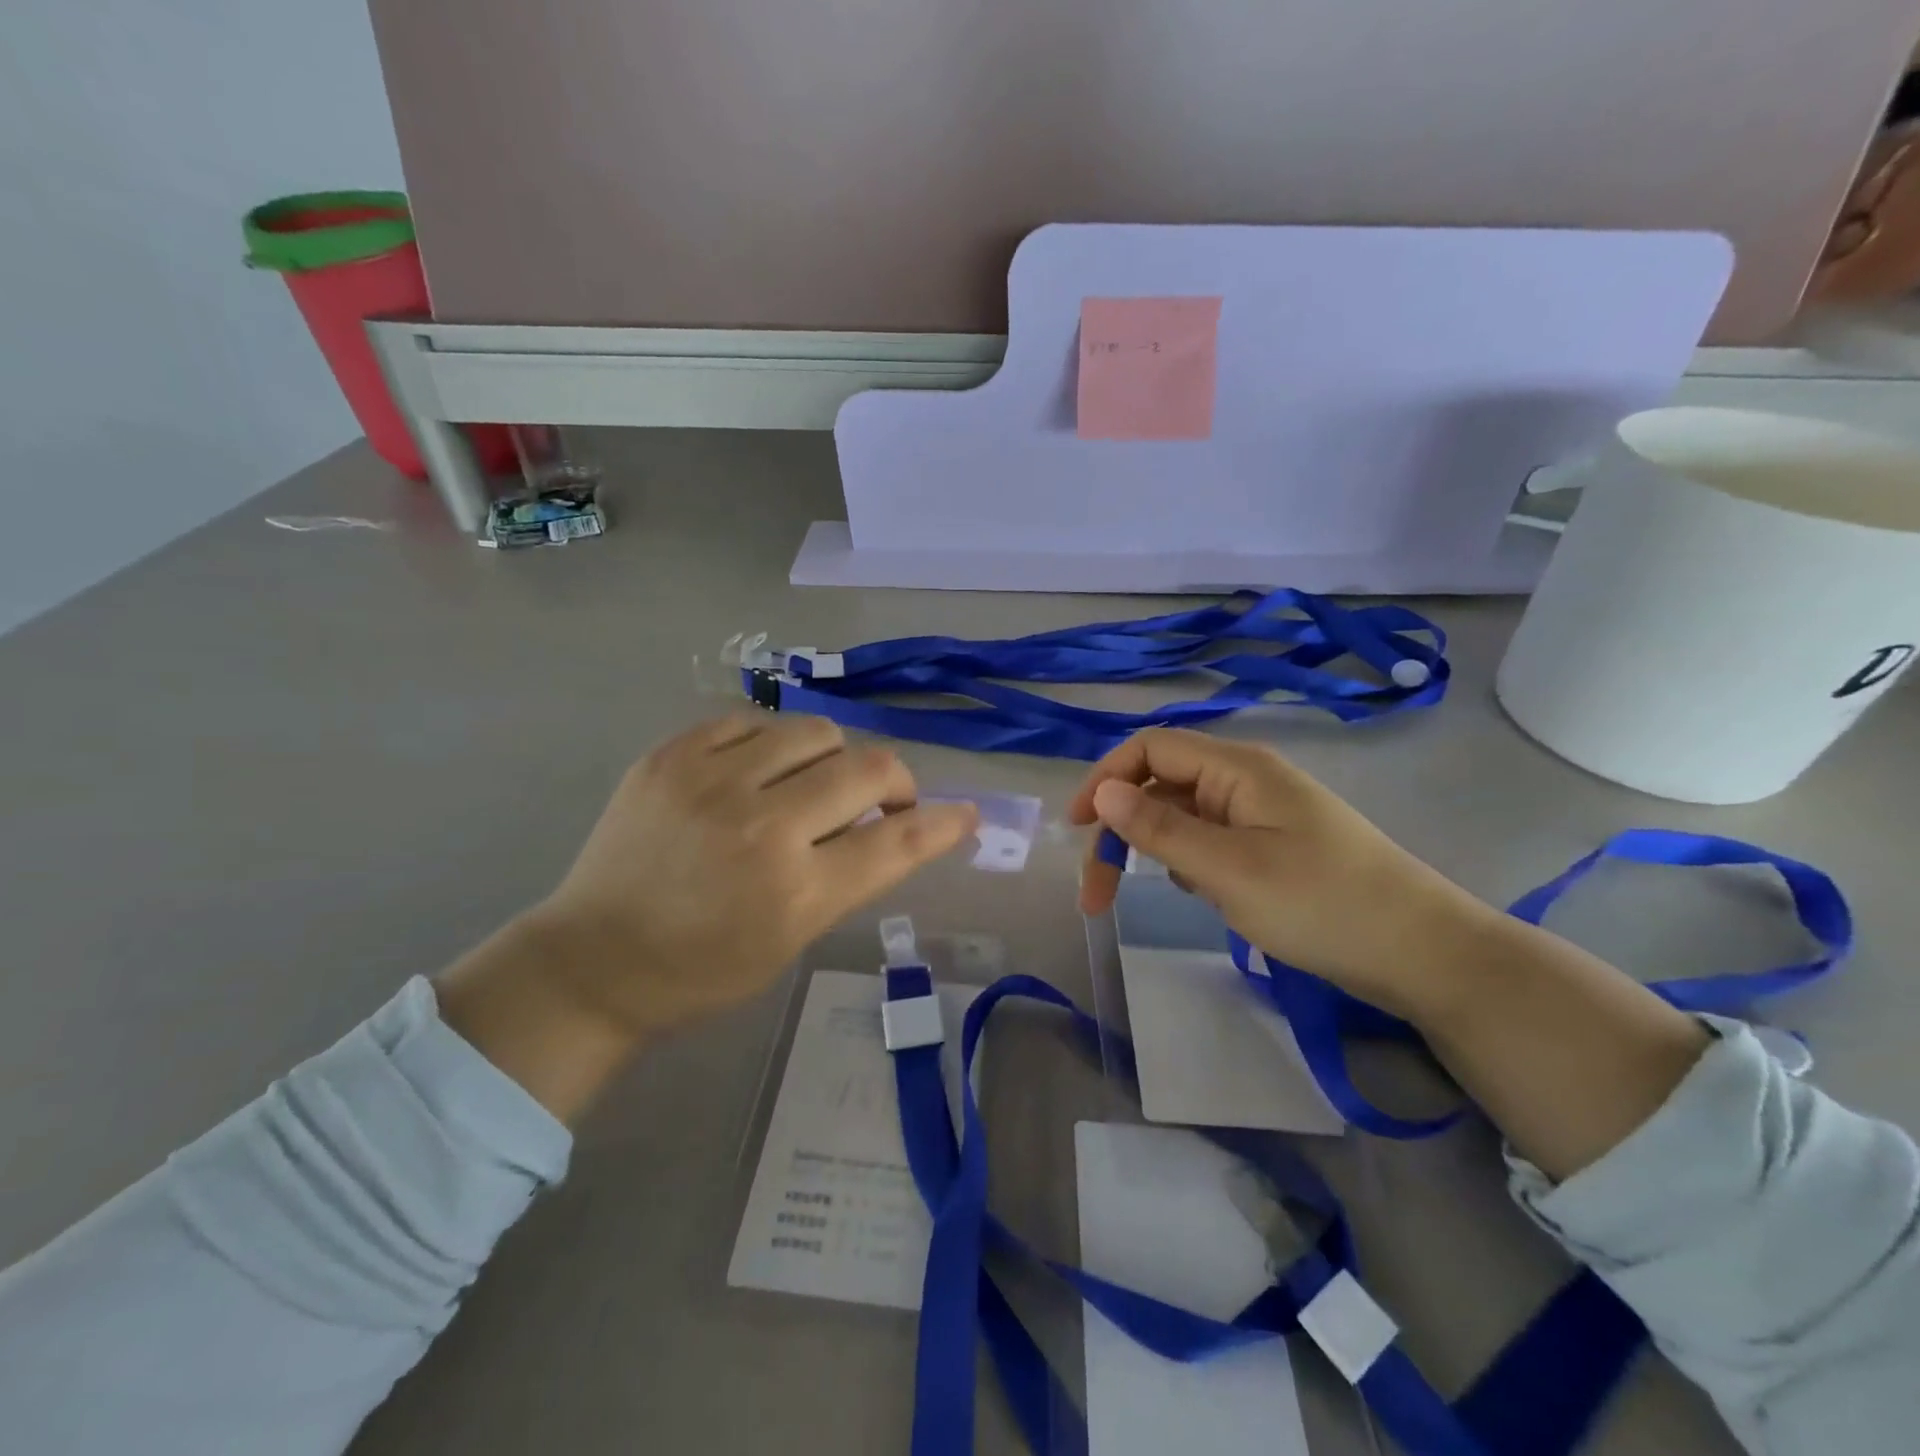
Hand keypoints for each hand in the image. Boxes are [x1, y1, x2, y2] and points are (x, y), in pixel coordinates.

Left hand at [437, 714, 978, 1120]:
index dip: (943, 824)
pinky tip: (756, 773)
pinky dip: (771, 746)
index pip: (898, 842)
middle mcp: (761, 826)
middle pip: (869, 769)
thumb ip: (850, 876)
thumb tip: (897, 824)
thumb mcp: (792, 940)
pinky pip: (752, 722)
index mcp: (795, 892)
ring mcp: (710, 781)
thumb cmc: (703, 970)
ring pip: (816, 731)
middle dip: (894, 784)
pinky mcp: (670, 755)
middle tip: (883, 802)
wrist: (593, 959)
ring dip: (834, 758)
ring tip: (813, 784)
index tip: (965, 814)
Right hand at [1070, 728, 1497, 1017]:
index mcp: (1237, 769)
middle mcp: (1246, 780)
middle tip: (1095, 894)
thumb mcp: (1228, 869)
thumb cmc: (1322, 904)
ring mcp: (1262, 814)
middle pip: (1161, 784)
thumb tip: (1102, 791)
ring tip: (1140, 896)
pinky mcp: (1274, 846)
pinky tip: (1196, 895)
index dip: (1104, 779)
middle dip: (1119, 829)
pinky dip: (1186, 862)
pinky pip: (1210, 840)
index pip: (1150, 749)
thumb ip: (1159, 828)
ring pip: (1183, 815)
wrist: (1424, 954)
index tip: (1074, 829)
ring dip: (1149, 848)